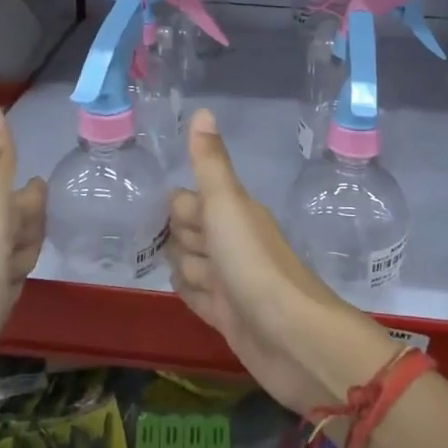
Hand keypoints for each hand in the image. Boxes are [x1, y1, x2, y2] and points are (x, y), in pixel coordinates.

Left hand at [0, 96, 44, 354]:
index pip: (17, 198)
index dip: (29, 192)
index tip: (42, 181)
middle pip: (14, 224)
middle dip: (29, 215)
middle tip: (46, 204)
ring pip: (11, 254)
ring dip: (25, 245)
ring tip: (37, 244)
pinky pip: (7, 285)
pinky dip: (17, 278)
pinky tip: (17, 285)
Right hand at [168, 110, 395, 414]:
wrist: (291, 336)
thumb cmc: (254, 263)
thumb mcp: (226, 205)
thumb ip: (210, 163)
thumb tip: (202, 111)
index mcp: (234, 214)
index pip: (191, 201)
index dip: (179, 208)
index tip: (157, 212)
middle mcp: (232, 245)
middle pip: (190, 234)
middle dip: (178, 239)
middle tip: (173, 248)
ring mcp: (231, 283)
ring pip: (192, 267)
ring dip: (184, 270)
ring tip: (187, 278)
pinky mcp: (228, 318)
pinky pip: (199, 299)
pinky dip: (190, 295)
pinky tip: (185, 295)